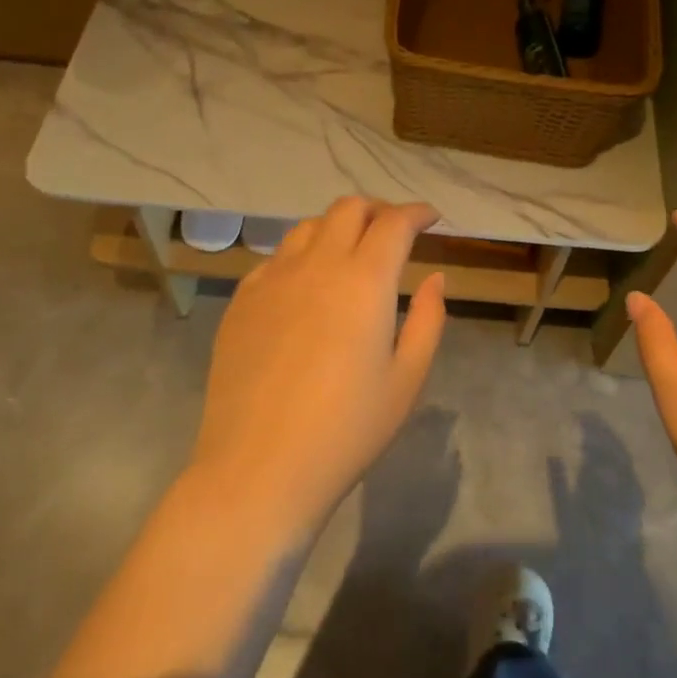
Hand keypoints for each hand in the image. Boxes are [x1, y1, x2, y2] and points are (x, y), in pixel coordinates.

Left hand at [190, 197, 446, 532]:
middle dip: (377, 210)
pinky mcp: (241, 301)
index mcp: (365, 280)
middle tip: (393, 231)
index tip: (431, 218)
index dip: (417, 212)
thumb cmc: (347, 430)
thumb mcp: (407, 379)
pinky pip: (276, 258)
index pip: (394, 222)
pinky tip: (306, 287)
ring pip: (308, 227)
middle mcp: (317, 265)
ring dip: (337, 228)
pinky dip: (301, 256)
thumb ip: (429, 320)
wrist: (258, 469)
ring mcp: (272, 279)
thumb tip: (434, 278)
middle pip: (348, 208)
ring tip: (350, 254)